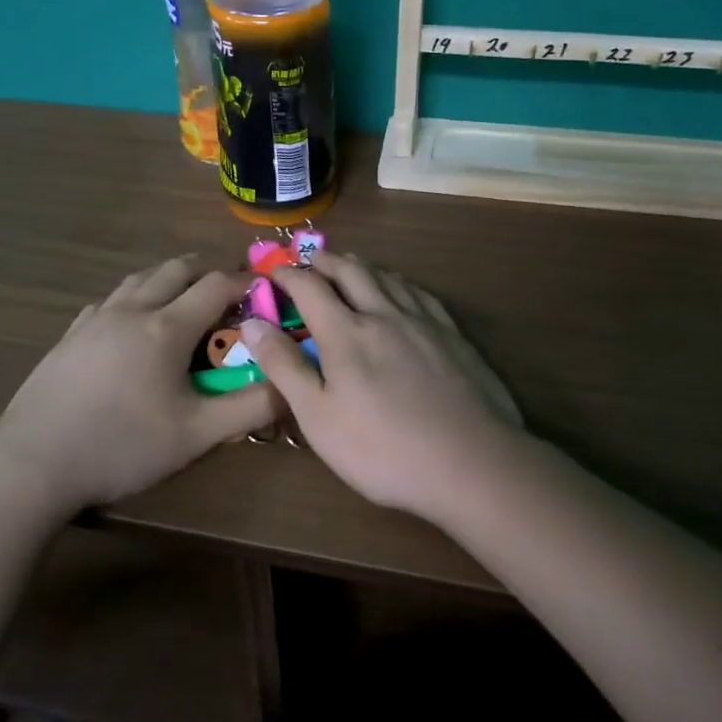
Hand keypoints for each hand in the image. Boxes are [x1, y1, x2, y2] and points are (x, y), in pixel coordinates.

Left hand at [0, 257, 281, 511]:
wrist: (33, 461)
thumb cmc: (122, 445)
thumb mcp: (196, 434)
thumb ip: (249, 408)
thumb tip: (291, 386)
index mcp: (166, 327)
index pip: (215, 285)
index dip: (243, 282)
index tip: (262, 291)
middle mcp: (131, 310)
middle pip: (175, 269)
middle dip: (206, 272)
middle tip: (225, 294)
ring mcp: (95, 320)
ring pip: (138, 279)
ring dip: (168, 280)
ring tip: (181, 302)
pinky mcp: (69, 336)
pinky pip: (109, 300)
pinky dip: (133, 298)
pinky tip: (130, 324)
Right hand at [239, 254, 524, 517]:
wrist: (470, 462)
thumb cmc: (382, 448)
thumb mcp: (317, 416)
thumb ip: (283, 366)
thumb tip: (251, 323)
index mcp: (346, 332)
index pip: (309, 287)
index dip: (287, 274)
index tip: (273, 271)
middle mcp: (383, 314)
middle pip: (351, 271)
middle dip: (326, 260)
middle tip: (310, 259)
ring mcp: (423, 322)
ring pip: (388, 277)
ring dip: (362, 266)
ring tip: (350, 266)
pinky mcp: (453, 336)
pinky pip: (420, 294)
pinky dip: (399, 283)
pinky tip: (402, 291)